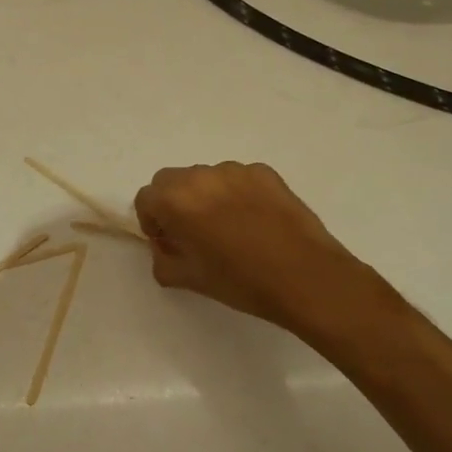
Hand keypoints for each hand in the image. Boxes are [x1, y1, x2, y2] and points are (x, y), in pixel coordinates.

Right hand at [133, 163, 390, 336]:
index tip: (168, 241)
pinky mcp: (264, 172)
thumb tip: (165, 247)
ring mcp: (235, 170)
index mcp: (176, 200)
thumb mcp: (189, 279)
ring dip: (206, 196)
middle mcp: (200, 176)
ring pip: (205, 177)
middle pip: (171, 180)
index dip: (152, 221)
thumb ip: (162, 259)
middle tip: (193, 232)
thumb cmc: (241, 281)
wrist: (306, 277)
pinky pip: (237, 178)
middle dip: (174, 202)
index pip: (145, 198)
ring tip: (229, 228)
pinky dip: (236, 194)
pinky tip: (255, 221)